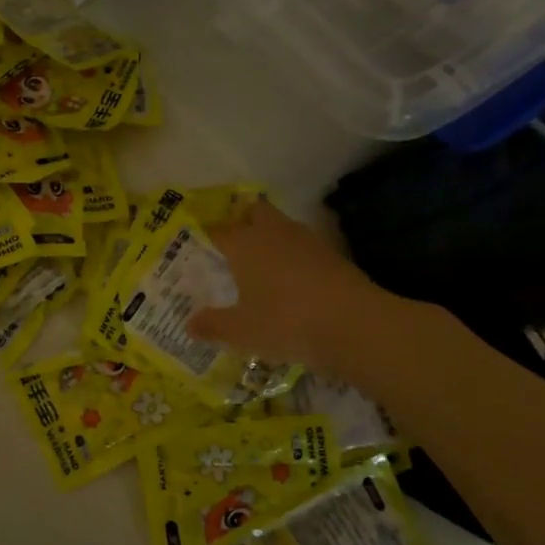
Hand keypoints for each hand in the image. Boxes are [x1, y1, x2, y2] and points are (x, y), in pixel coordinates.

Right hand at [188, 201, 408, 380]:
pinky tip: (291, 283)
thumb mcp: (241, 332)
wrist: (355, 326)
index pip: (218, 230)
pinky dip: (293, 258)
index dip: (207, 237)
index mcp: (245, 244)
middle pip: (255, 212)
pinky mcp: (333, 256)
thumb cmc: (286, 322)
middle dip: (242, 222)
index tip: (198, 248)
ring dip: (270, 239)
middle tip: (231, 247)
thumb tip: (189, 324)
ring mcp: (308, 241)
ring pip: (282, 227)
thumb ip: (213, 325)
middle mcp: (274, 233)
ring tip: (259, 267)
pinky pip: (303, 248)